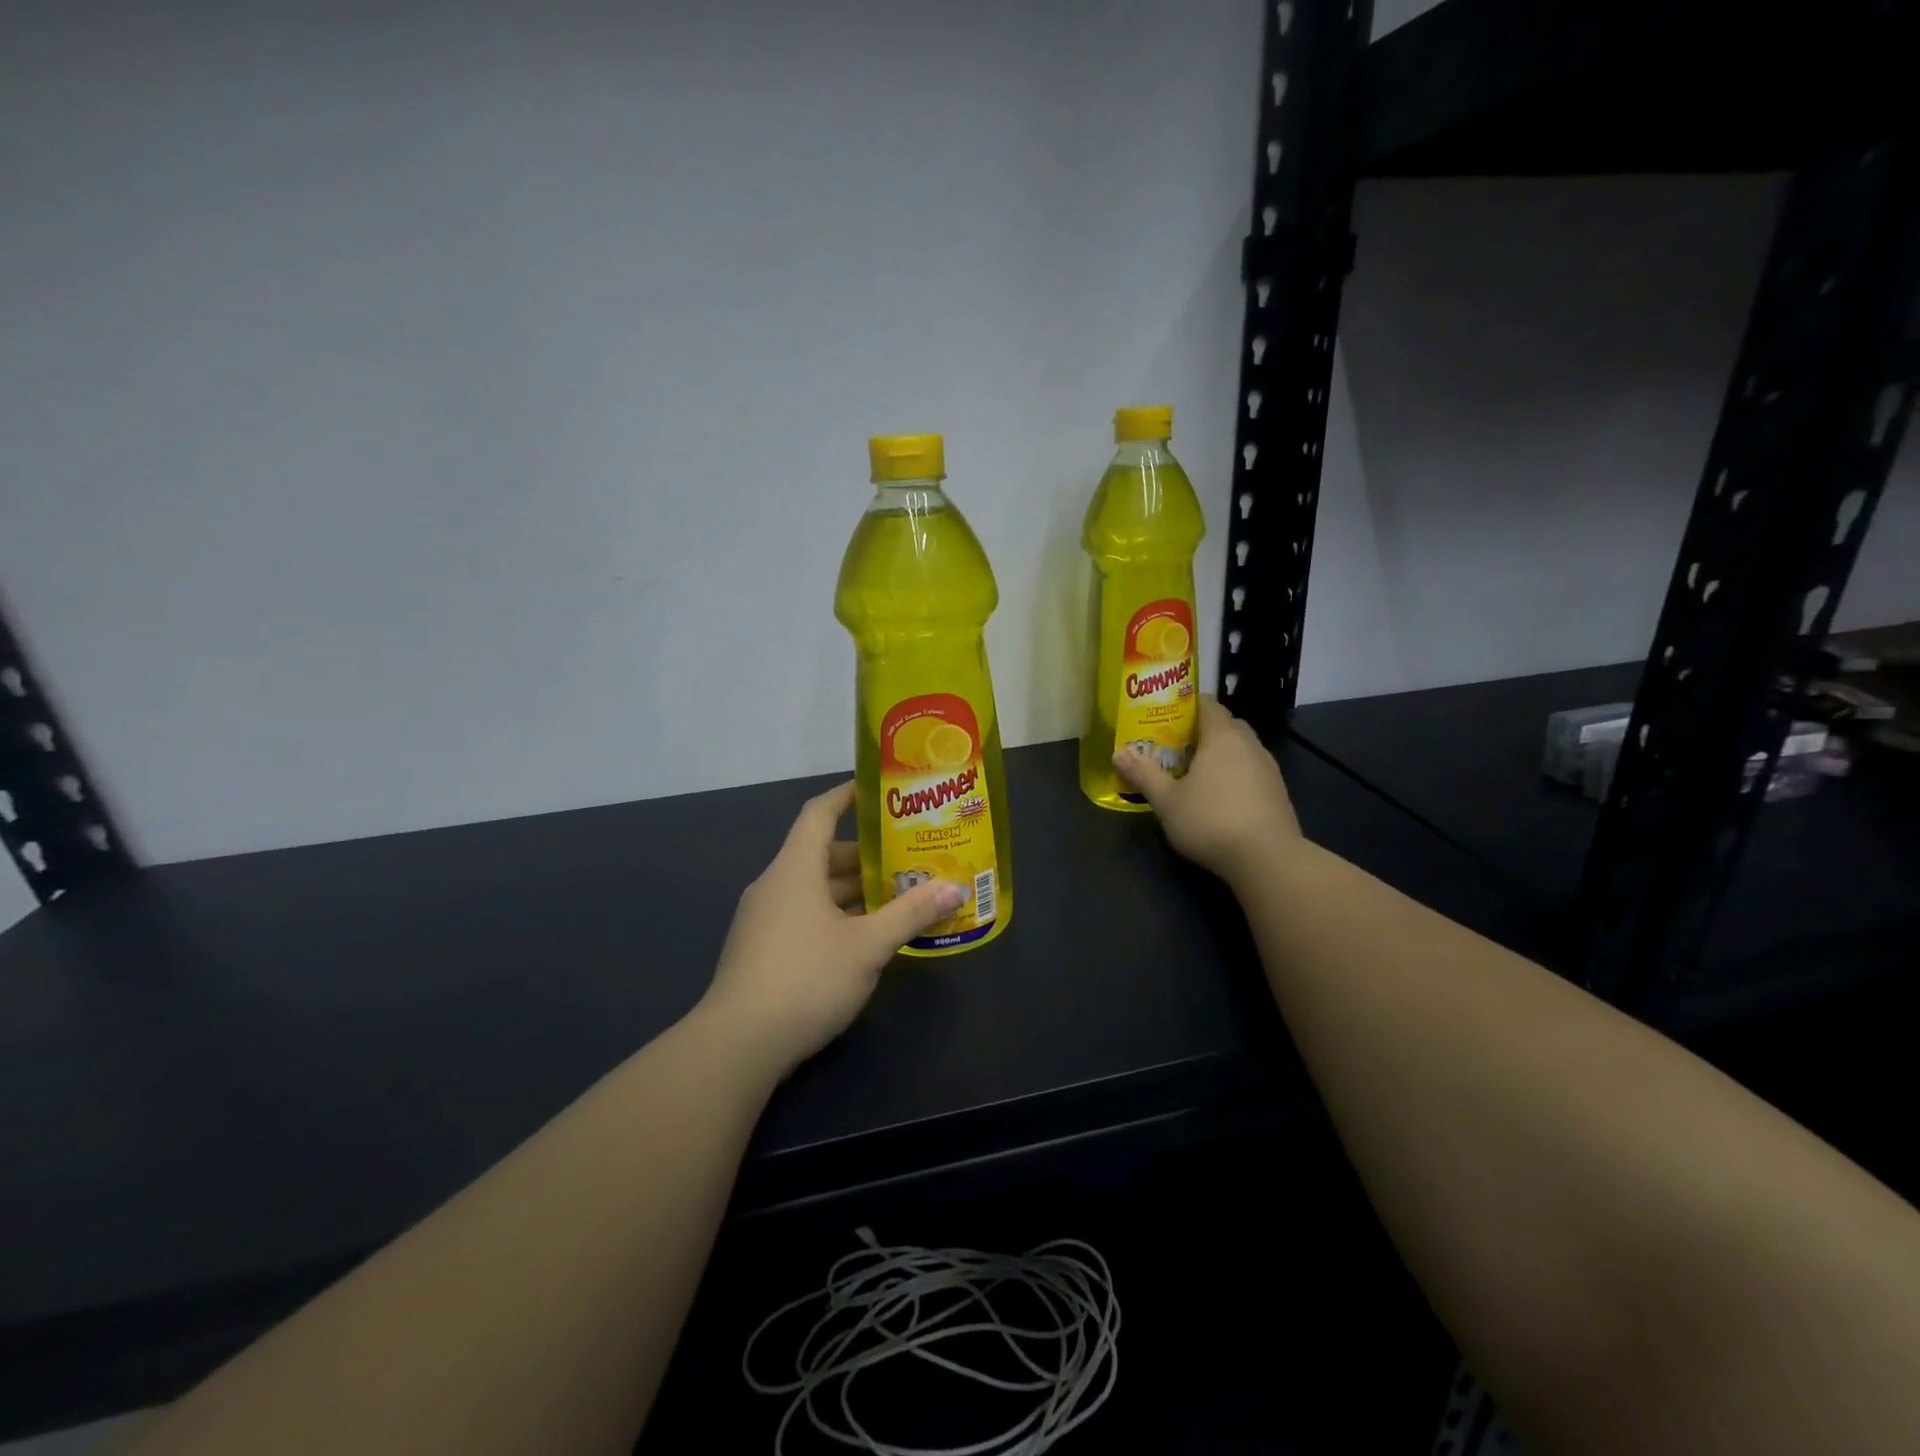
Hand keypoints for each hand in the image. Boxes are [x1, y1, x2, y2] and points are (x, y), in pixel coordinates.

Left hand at [697, 781, 962, 1075]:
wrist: (738, 1045)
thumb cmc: (806, 978)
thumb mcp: (868, 945)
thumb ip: (911, 913)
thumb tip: (954, 888)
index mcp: (795, 869)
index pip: (819, 813)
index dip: (847, 795)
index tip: (879, 790)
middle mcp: (776, 885)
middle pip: (822, 854)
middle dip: (867, 855)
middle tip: (909, 856)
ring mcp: (765, 920)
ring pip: (816, 889)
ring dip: (854, 890)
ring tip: (899, 894)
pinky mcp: (763, 951)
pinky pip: (806, 916)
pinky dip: (837, 915)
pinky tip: (867, 936)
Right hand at [1112, 694, 1301, 884]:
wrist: (1267, 858)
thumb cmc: (1210, 820)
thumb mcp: (1166, 800)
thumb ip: (1143, 774)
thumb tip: (1118, 752)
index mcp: (1222, 737)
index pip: (1208, 704)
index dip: (1187, 704)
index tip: (1167, 714)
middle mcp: (1250, 745)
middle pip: (1226, 724)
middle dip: (1203, 730)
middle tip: (1177, 744)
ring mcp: (1269, 768)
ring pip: (1242, 749)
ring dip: (1222, 754)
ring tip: (1197, 771)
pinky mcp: (1278, 793)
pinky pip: (1252, 771)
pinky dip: (1236, 774)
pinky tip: (1221, 797)